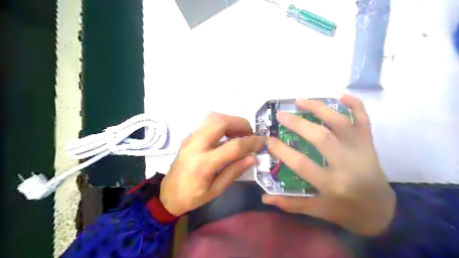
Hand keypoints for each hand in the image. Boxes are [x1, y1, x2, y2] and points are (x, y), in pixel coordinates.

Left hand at [160, 112, 263, 215]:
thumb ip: (235, 171)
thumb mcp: (216, 190)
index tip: (262, 142)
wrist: (167, 193)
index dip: (251, 142)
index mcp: (203, 164)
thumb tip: (253, 157)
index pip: (233, 146)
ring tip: (240, 134)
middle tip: (250, 134)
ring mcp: (191, 138)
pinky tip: (228, 135)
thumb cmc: (192, 197)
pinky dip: (223, 123)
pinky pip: (209, 122)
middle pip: (221, 121)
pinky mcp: (189, 136)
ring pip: (214, 117)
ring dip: (231, 121)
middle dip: (240, 123)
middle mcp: (196, 145)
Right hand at [264, 95, 396, 235]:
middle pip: (321, 137)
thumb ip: (290, 204)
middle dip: (297, 123)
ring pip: (340, 122)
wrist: (382, 211)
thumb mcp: (318, 210)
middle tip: (281, 115)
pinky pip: (364, 119)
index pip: (301, 163)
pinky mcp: (369, 143)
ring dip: (319, 108)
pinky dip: (355, 103)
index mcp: (332, 184)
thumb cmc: (346, 212)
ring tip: (300, 100)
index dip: (281, 150)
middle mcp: (347, 164)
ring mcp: (361, 150)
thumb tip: (264, 198)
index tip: (268, 140)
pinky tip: (339, 94)